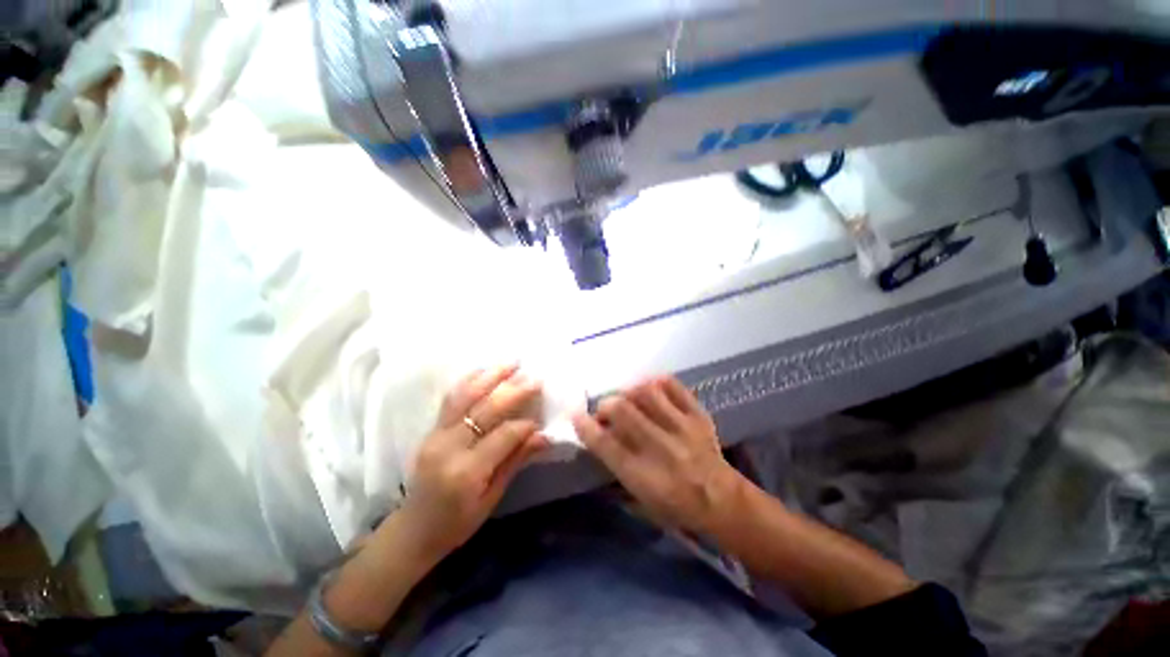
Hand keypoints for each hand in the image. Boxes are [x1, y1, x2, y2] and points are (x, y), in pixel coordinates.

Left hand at [396, 364, 547, 560]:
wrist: (412, 530)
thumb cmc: (456, 523)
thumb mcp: (491, 498)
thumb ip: (516, 461)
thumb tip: (544, 436)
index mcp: (466, 472)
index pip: (503, 436)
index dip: (525, 424)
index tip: (541, 417)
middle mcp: (448, 447)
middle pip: (485, 409)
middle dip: (514, 391)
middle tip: (535, 378)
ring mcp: (435, 434)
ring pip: (465, 396)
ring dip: (491, 376)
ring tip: (512, 362)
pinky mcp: (430, 429)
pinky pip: (451, 399)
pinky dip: (470, 381)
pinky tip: (485, 371)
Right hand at [573, 377, 742, 535]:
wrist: (724, 502)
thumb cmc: (677, 507)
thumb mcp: (641, 501)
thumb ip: (616, 471)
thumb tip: (598, 440)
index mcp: (644, 475)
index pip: (606, 445)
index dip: (586, 427)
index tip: (577, 416)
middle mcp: (660, 448)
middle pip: (623, 411)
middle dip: (606, 405)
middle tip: (606, 410)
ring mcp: (682, 428)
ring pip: (647, 393)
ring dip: (630, 392)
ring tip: (629, 399)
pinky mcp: (698, 415)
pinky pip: (674, 386)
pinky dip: (658, 382)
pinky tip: (652, 389)